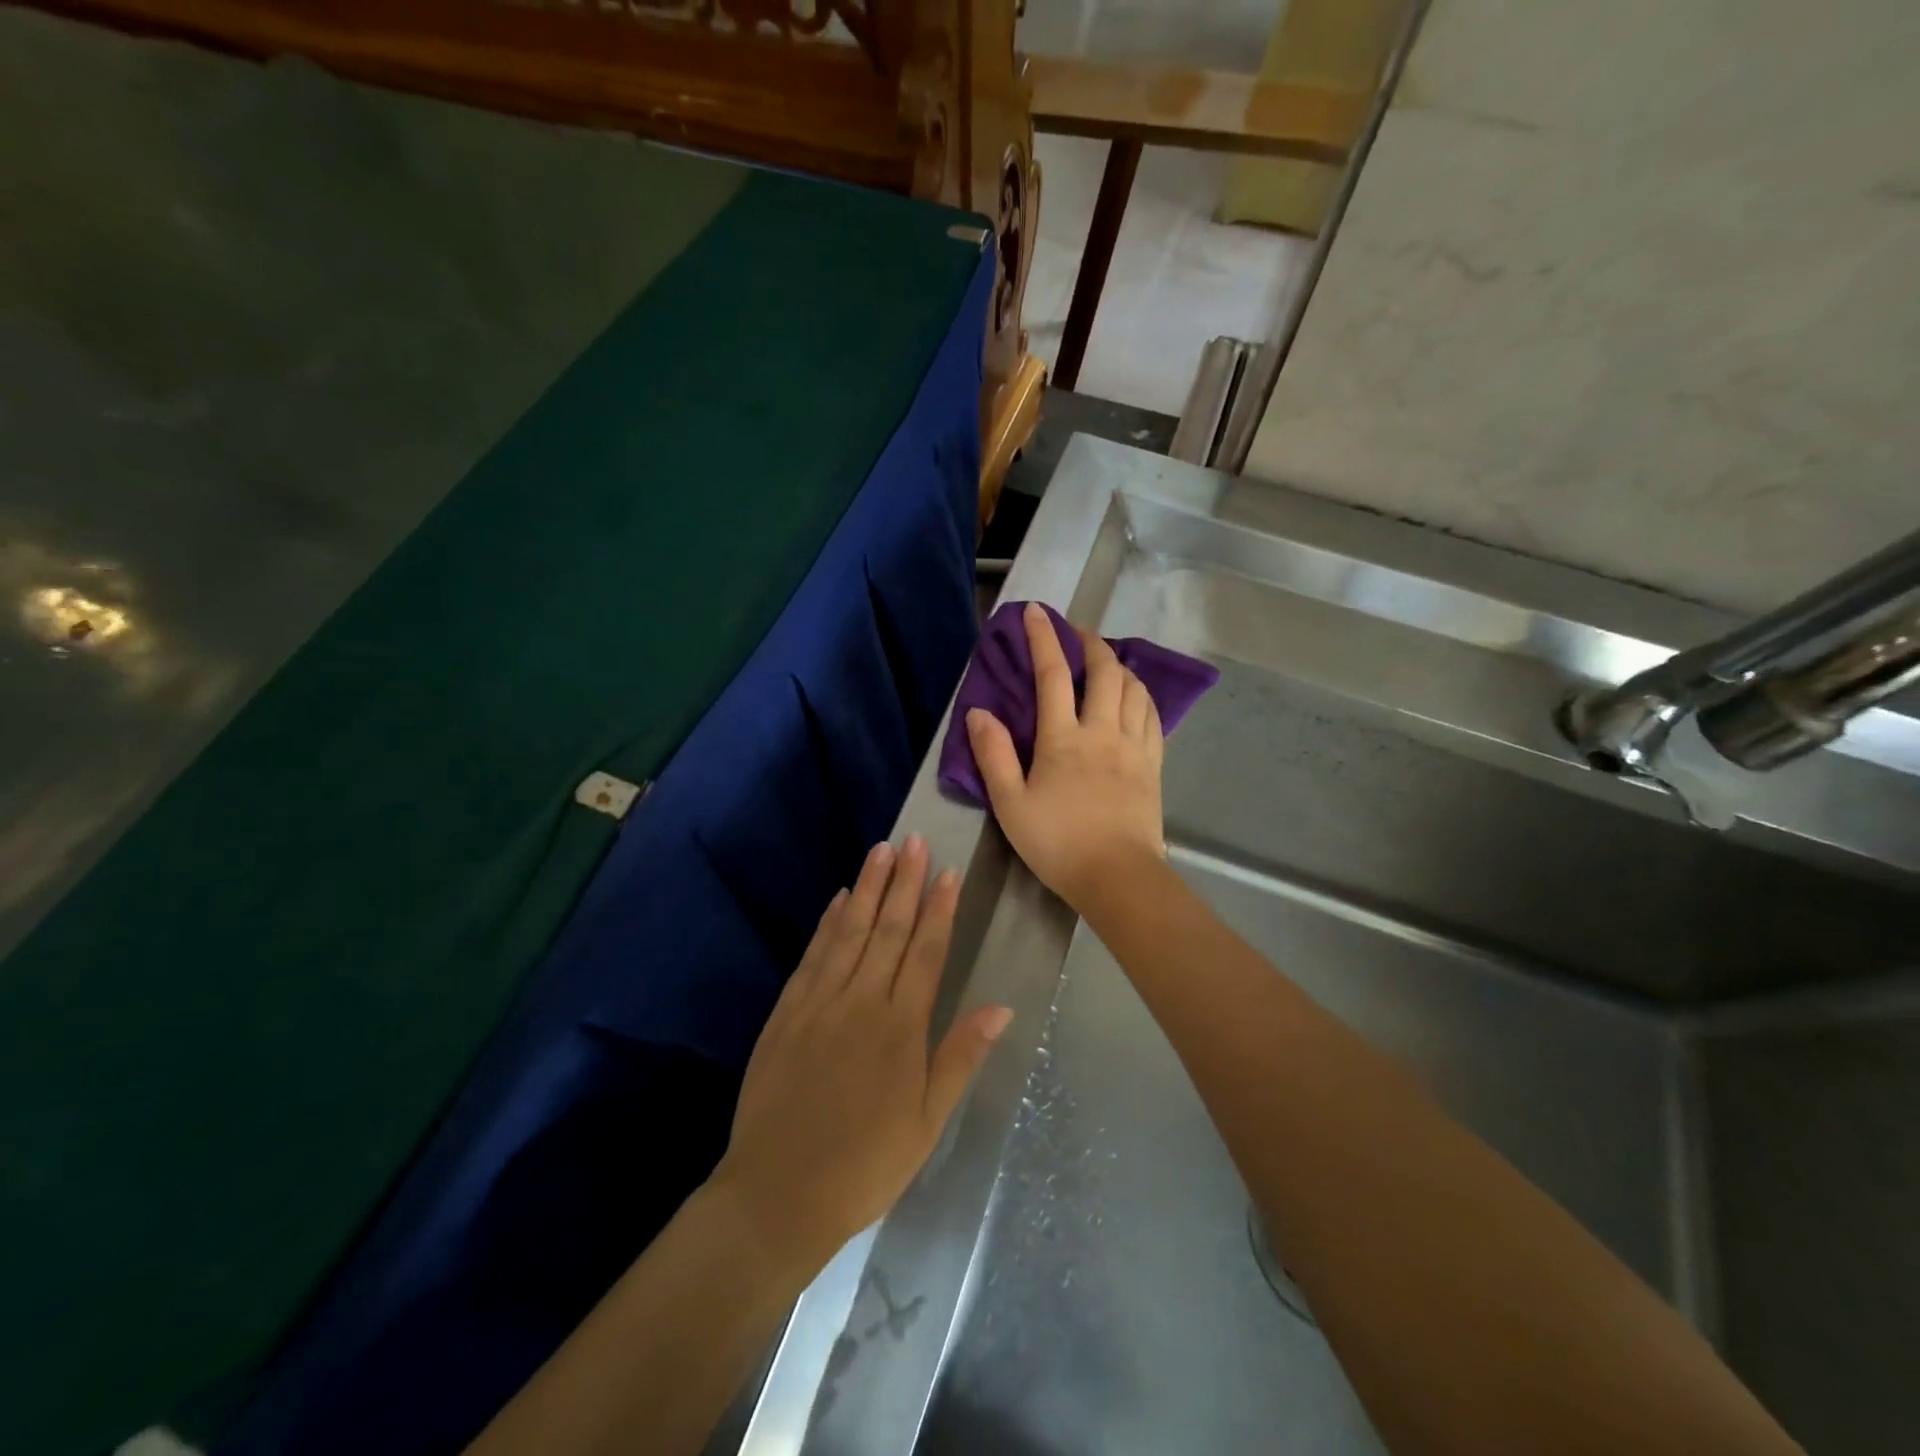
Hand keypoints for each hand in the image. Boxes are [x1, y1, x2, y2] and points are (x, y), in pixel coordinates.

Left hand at [710, 836, 1011, 1270]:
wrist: (778, 1194)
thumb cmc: (865, 1164)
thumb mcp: (926, 1122)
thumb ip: (960, 1057)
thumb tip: (1001, 1007)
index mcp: (902, 1028)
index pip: (926, 952)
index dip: (939, 909)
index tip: (948, 872)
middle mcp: (862, 1002)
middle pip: (889, 930)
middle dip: (905, 883)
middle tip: (915, 841)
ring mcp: (820, 1002)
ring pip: (851, 932)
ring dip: (868, 889)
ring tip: (881, 851)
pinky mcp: (787, 1012)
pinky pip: (813, 955)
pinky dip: (828, 923)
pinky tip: (839, 899)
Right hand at [965, 601, 1166, 911]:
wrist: (1117, 878)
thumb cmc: (1057, 843)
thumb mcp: (1010, 804)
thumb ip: (993, 755)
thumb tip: (979, 712)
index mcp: (1063, 738)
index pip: (1053, 674)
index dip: (1043, 638)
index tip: (1036, 611)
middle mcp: (1103, 731)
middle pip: (1104, 671)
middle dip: (1090, 642)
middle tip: (1076, 632)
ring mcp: (1134, 746)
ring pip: (1134, 688)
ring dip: (1119, 665)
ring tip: (1106, 661)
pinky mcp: (1153, 765)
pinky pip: (1153, 716)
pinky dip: (1142, 695)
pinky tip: (1134, 697)